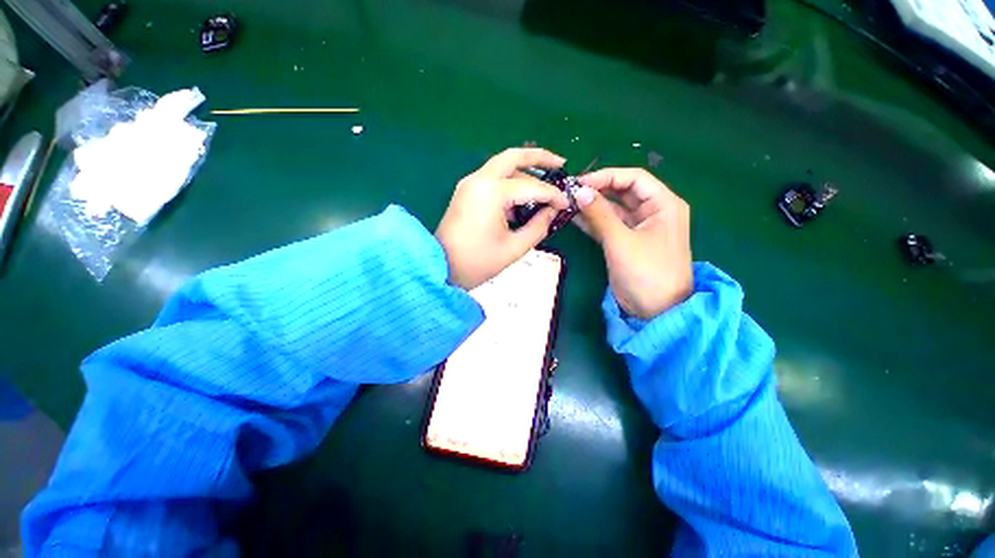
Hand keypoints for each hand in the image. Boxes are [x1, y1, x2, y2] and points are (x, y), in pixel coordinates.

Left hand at [436, 148, 569, 289]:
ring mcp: (470, 184)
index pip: (532, 186)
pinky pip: (492, 178)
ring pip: (502, 165)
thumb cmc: (477, 262)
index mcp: (492, 192)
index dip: (553, 195)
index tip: (568, 204)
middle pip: (513, 156)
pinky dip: (510, 182)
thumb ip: (538, 226)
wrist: (440, 268)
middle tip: (560, 163)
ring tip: (544, 183)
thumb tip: (553, 211)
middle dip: (539, 157)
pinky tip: (522, 198)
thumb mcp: (514, 248)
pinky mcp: (466, 191)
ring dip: (524, 170)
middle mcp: (479, 179)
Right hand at [574, 167, 692, 319]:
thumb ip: (599, 214)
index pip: (633, 178)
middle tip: (570, 192)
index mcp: (663, 204)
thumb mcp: (621, 241)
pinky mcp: (626, 242)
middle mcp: (653, 211)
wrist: (654, 311)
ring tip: (568, 202)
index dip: (606, 176)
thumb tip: (579, 191)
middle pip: (622, 191)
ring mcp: (638, 227)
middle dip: (597, 190)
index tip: (580, 182)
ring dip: (592, 206)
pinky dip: (592, 221)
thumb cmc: (646, 272)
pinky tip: (573, 217)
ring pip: (613, 209)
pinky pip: (608, 225)